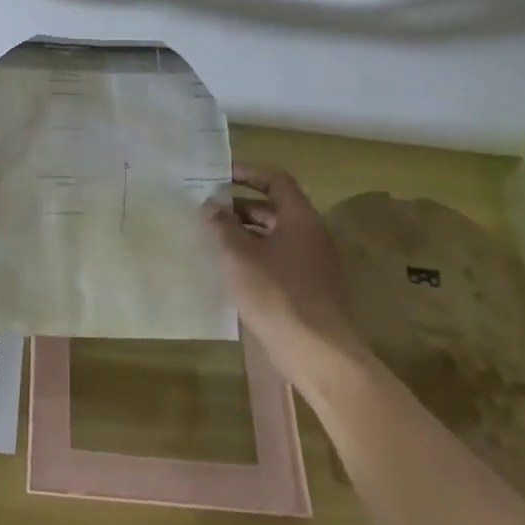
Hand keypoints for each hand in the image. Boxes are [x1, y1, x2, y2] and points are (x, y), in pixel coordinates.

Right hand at [203, 162, 366, 383]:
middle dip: (241, 207)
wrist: (315, 350)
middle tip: (209, 210)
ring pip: (276, 236)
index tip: (221, 176)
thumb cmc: (276, 293)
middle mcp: (312, 235)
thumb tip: (210, 205)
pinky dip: (255, 255)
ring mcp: (314, 263)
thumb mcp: (239, 254)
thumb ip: (222, 225)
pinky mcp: (310, 288)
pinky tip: (232, 269)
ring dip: (246, 233)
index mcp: (300, 219)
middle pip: (275, 209)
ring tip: (214, 239)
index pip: (277, 182)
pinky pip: (279, 258)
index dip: (249, 174)